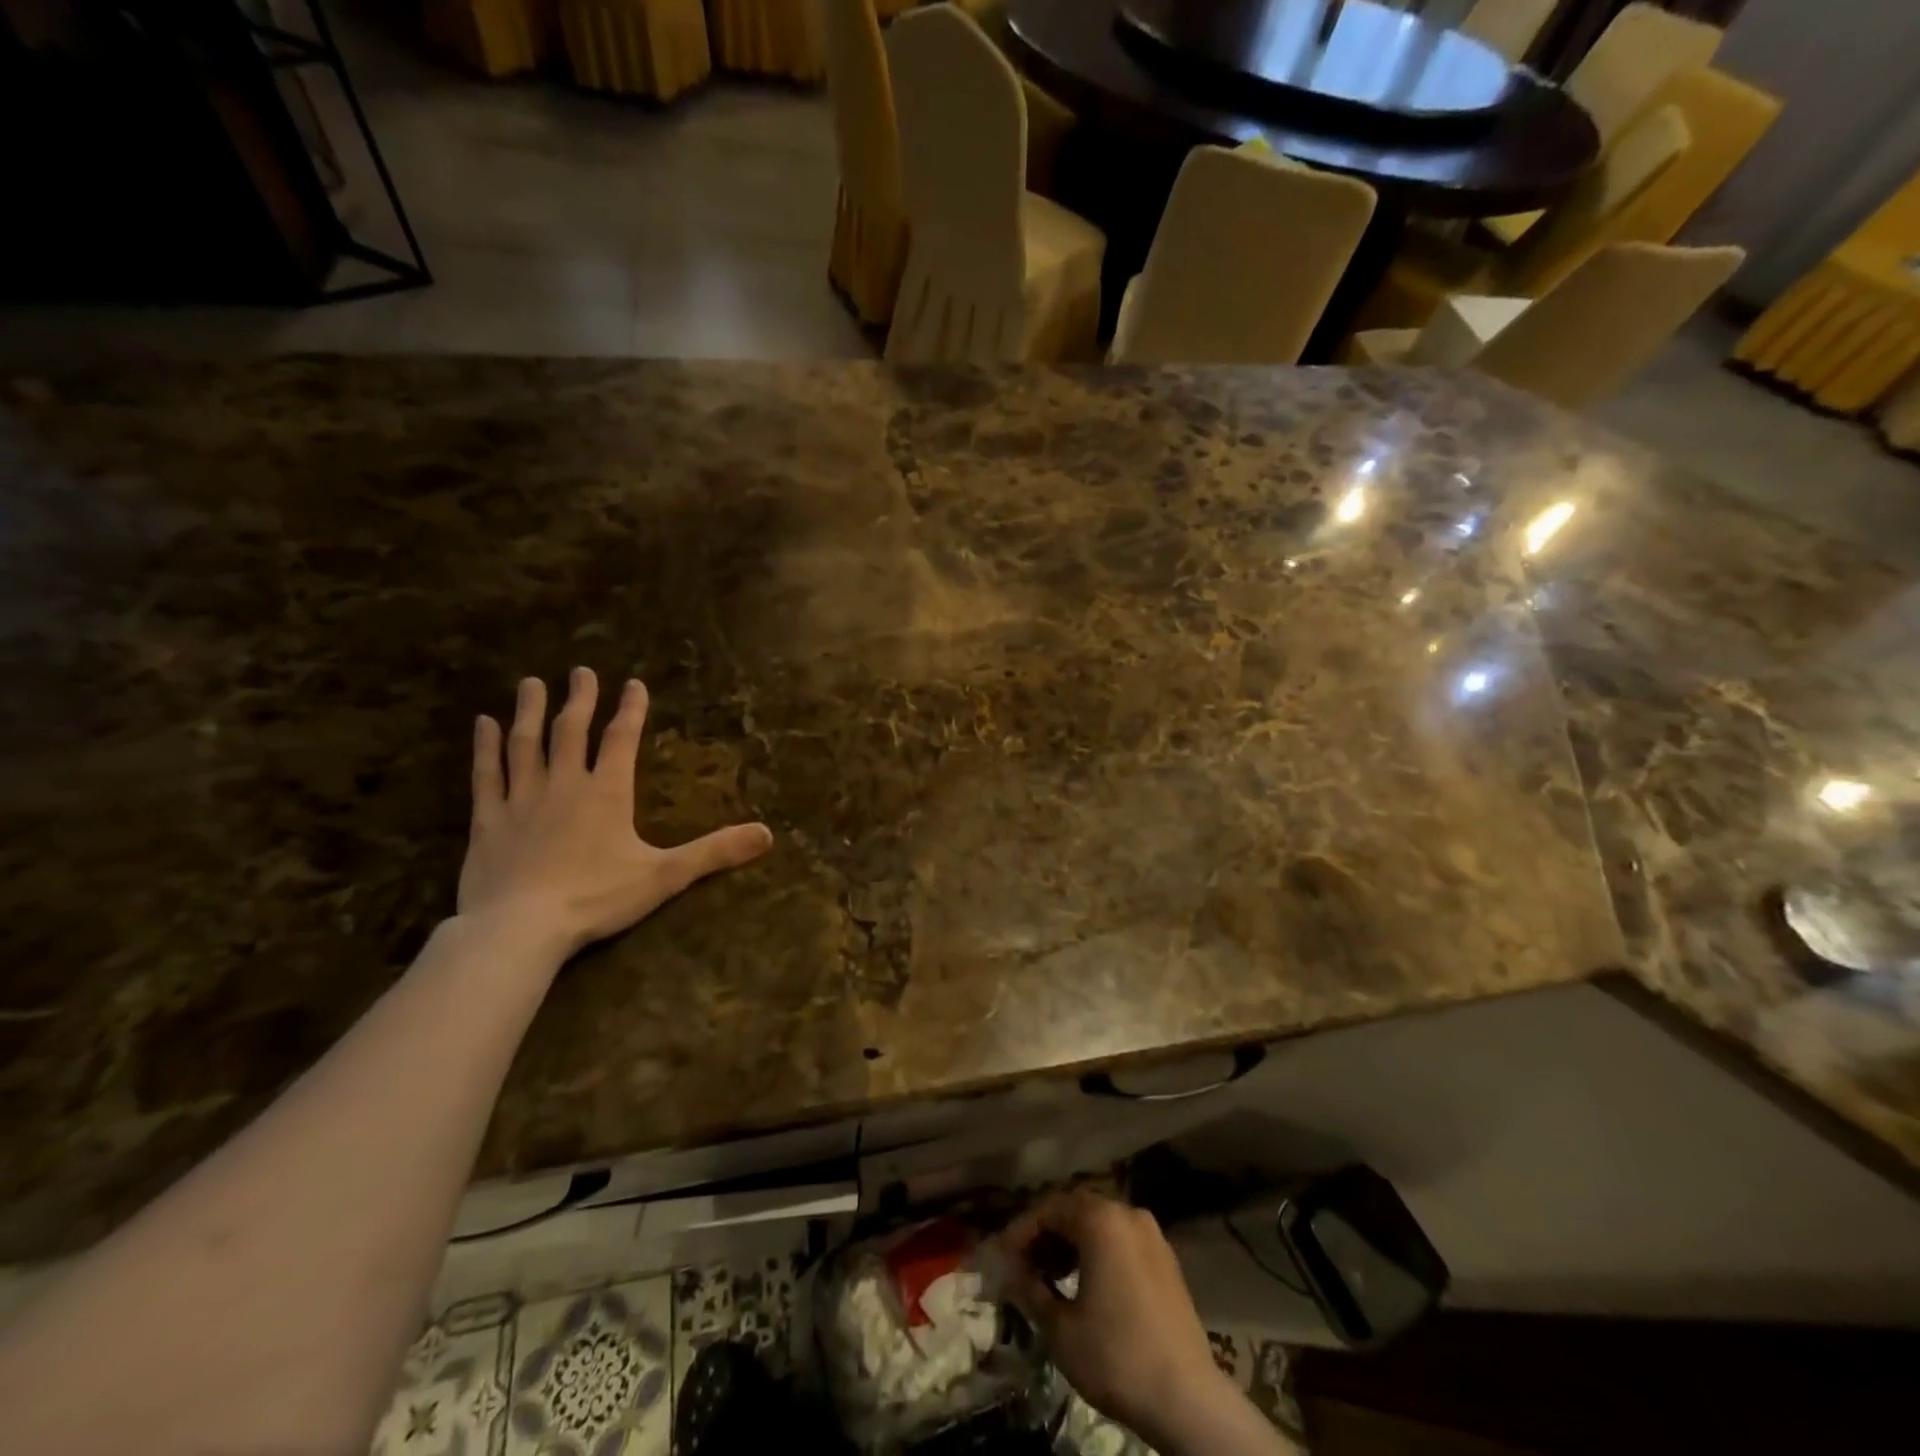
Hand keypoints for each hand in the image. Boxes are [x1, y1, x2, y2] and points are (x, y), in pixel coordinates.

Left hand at [458, 669, 772, 956]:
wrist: (520, 928)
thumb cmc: (596, 898)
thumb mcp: (665, 876)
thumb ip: (715, 852)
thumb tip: (767, 834)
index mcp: (607, 792)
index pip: (621, 739)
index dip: (630, 710)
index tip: (633, 683)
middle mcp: (564, 784)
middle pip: (571, 731)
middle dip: (580, 699)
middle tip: (582, 670)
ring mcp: (521, 799)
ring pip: (525, 743)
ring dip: (530, 711)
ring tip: (531, 682)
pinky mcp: (488, 820)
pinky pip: (486, 774)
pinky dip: (485, 747)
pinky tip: (483, 723)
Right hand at [1000, 1191, 1229, 1448]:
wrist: (1187, 1399)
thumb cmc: (1116, 1356)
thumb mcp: (1060, 1328)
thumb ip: (1030, 1289)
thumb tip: (1010, 1271)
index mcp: (1101, 1218)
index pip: (1049, 1208)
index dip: (1021, 1231)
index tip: (1001, 1257)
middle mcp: (1127, 1212)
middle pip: (1075, 1209)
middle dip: (1045, 1233)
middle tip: (1023, 1263)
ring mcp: (1151, 1234)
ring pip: (1100, 1223)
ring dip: (1071, 1242)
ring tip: (1049, 1275)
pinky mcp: (1166, 1259)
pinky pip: (1121, 1240)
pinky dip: (1097, 1251)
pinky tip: (1085, 1282)